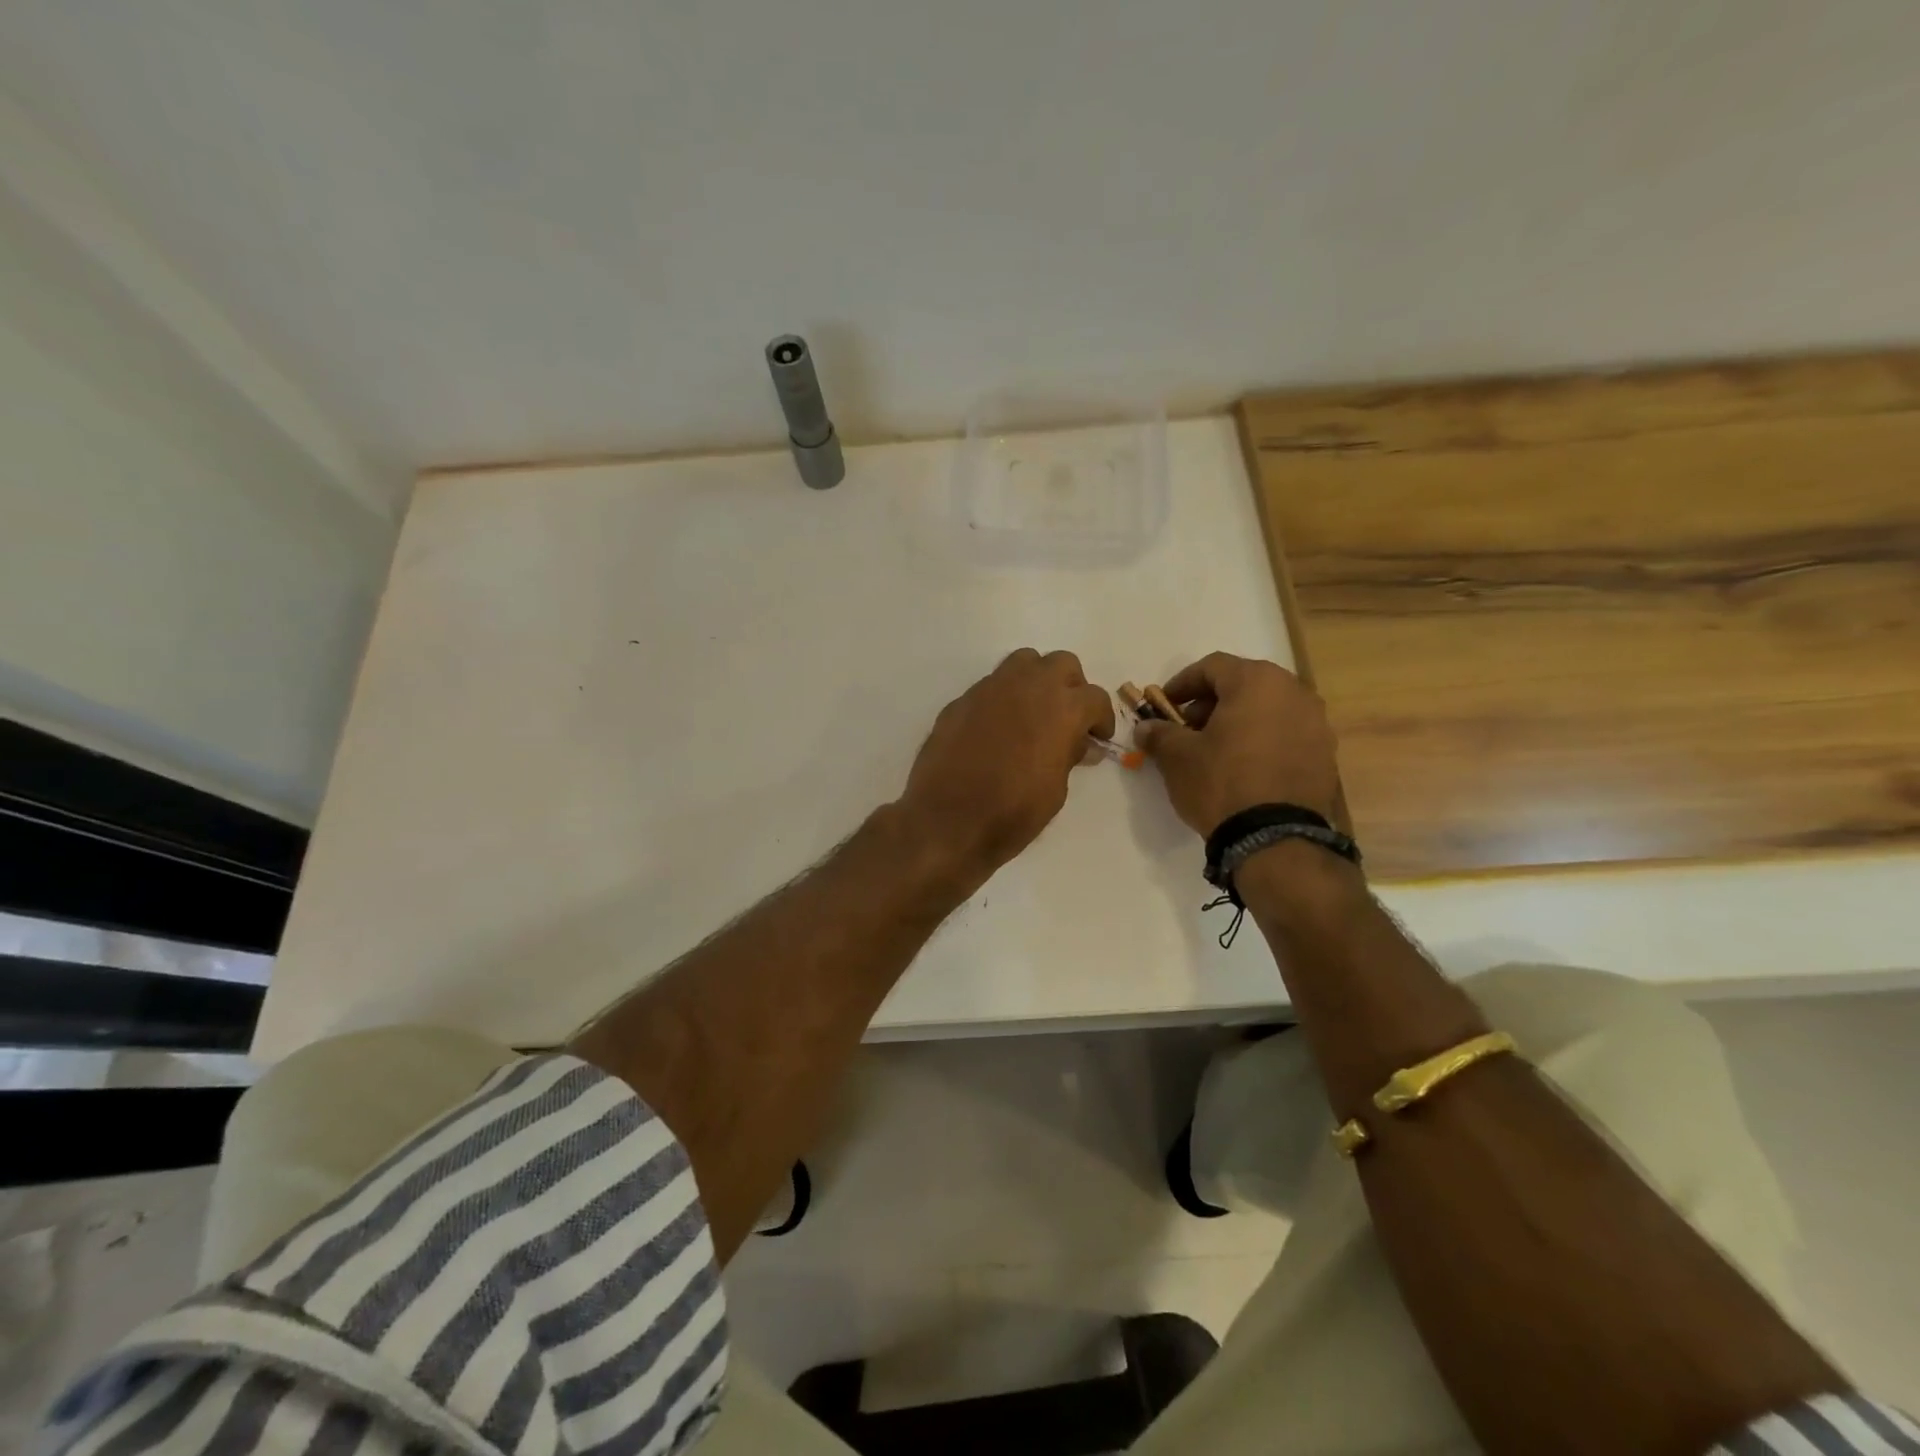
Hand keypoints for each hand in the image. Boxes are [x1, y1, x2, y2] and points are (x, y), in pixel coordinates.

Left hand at [899, 649, 1115, 880]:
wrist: (947, 819)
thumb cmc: (1012, 812)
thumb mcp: (1056, 790)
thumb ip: (1069, 756)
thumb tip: (1078, 743)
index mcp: (1062, 708)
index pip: (1095, 697)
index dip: (1101, 718)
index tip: (1097, 738)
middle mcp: (1028, 686)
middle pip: (1062, 664)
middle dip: (1071, 687)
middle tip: (1067, 718)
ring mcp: (990, 688)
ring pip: (1024, 662)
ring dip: (1036, 681)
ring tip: (1033, 713)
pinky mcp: (961, 700)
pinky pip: (991, 686)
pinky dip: (1003, 699)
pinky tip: (997, 729)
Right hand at [1135, 653, 1339, 836]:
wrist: (1275, 837)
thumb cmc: (1221, 782)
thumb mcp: (1177, 757)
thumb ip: (1159, 733)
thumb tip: (1146, 727)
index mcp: (1257, 681)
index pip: (1212, 667)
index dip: (1182, 683)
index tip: (1163, 705)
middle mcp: (1294, 692)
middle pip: (1244, 685)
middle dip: (1211, 703)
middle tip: (1187, 728)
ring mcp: (1316, 723)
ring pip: (1268, 709)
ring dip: (1239, 721)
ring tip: (1215, 750)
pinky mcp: (1325, 755)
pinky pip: (1286, 734)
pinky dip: (1262, 741)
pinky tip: (1244, 767)